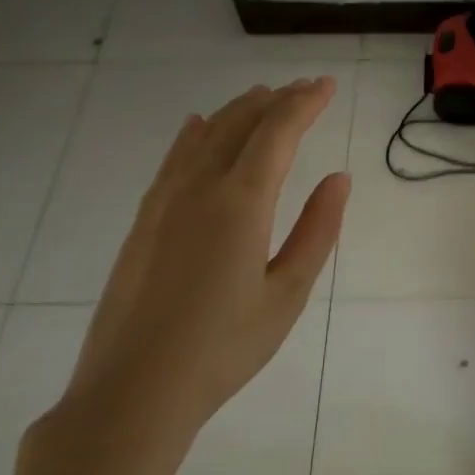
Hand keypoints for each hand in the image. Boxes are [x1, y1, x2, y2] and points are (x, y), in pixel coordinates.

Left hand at [15, 78, 349, 474]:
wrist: (135, 389)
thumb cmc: (225, 347)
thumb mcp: (288, 293)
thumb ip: (317, 230)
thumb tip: (339, 178)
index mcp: (241, 203)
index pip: (278, 132)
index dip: (305, 104)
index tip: (328, 85)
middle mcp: (199, 188)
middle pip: (240, 124)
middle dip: (277, 100)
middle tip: (307, 88)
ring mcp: (164, 202)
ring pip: (204, 135)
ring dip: (237, 111)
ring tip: (263, 96)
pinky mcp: (144, 221)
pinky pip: (174, 158)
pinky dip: (195, 134)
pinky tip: (198, 126)